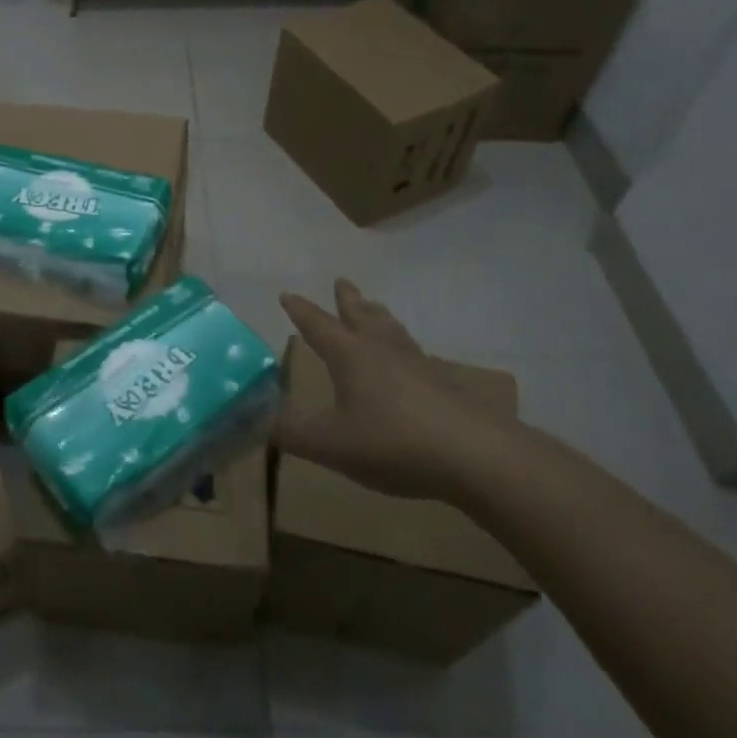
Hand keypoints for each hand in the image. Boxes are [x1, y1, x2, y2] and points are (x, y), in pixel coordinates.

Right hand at [278, 279, 524, 502]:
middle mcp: (382, 350)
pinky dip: (403, 345)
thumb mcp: (331, 444)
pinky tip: (410, 359)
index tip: (287, 295)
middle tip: (341, 281)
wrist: (476, 455)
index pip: (318, 325)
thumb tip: (260, 422)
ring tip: (375, 308)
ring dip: (378, 315)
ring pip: (392, 329)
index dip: (300, 311)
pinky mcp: (443, 383)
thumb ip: (292, 433)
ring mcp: (417, 364)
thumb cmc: (393, 443)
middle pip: (361, 315)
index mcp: (350, 355)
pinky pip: (415, 352)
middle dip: (347, 299)